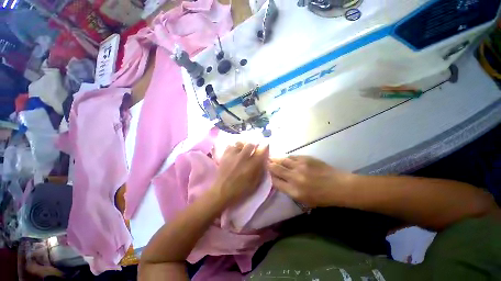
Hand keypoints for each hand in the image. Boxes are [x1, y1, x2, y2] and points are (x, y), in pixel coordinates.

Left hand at [212, 142, 268, 205]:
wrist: (222, 192)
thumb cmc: (241, 190)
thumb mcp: (255, 183)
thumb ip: (261, 170)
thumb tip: (264, 159)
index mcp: (253, 165)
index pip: (262, 150)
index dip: (265, 146)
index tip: (266, 146)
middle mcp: (243, 157)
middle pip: (251, 144)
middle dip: (254, 145)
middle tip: (254, 148)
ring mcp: (233, 155)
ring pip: (240, 142)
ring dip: (244, 144)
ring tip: (244, 148)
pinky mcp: (225, 155)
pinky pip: (230, 145)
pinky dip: (234, 146)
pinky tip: (235, 151)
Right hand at [269, 156, 352, 207]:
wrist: (338, 186)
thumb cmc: (322, 197)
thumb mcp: (304, 200)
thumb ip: (289, 190)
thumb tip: (279, 181)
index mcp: (294, 191)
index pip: (275, 182)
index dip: (270, 177)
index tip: (267, 174)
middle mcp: (294, 178)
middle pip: (276, 169)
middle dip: (269, 165)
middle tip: (265, 162)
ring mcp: (300, 166)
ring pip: (282, 160)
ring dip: (275, 159)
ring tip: (271, 158)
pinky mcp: (305, 158)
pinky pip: (292, 156)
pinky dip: (286, 157)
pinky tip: (285, 158)